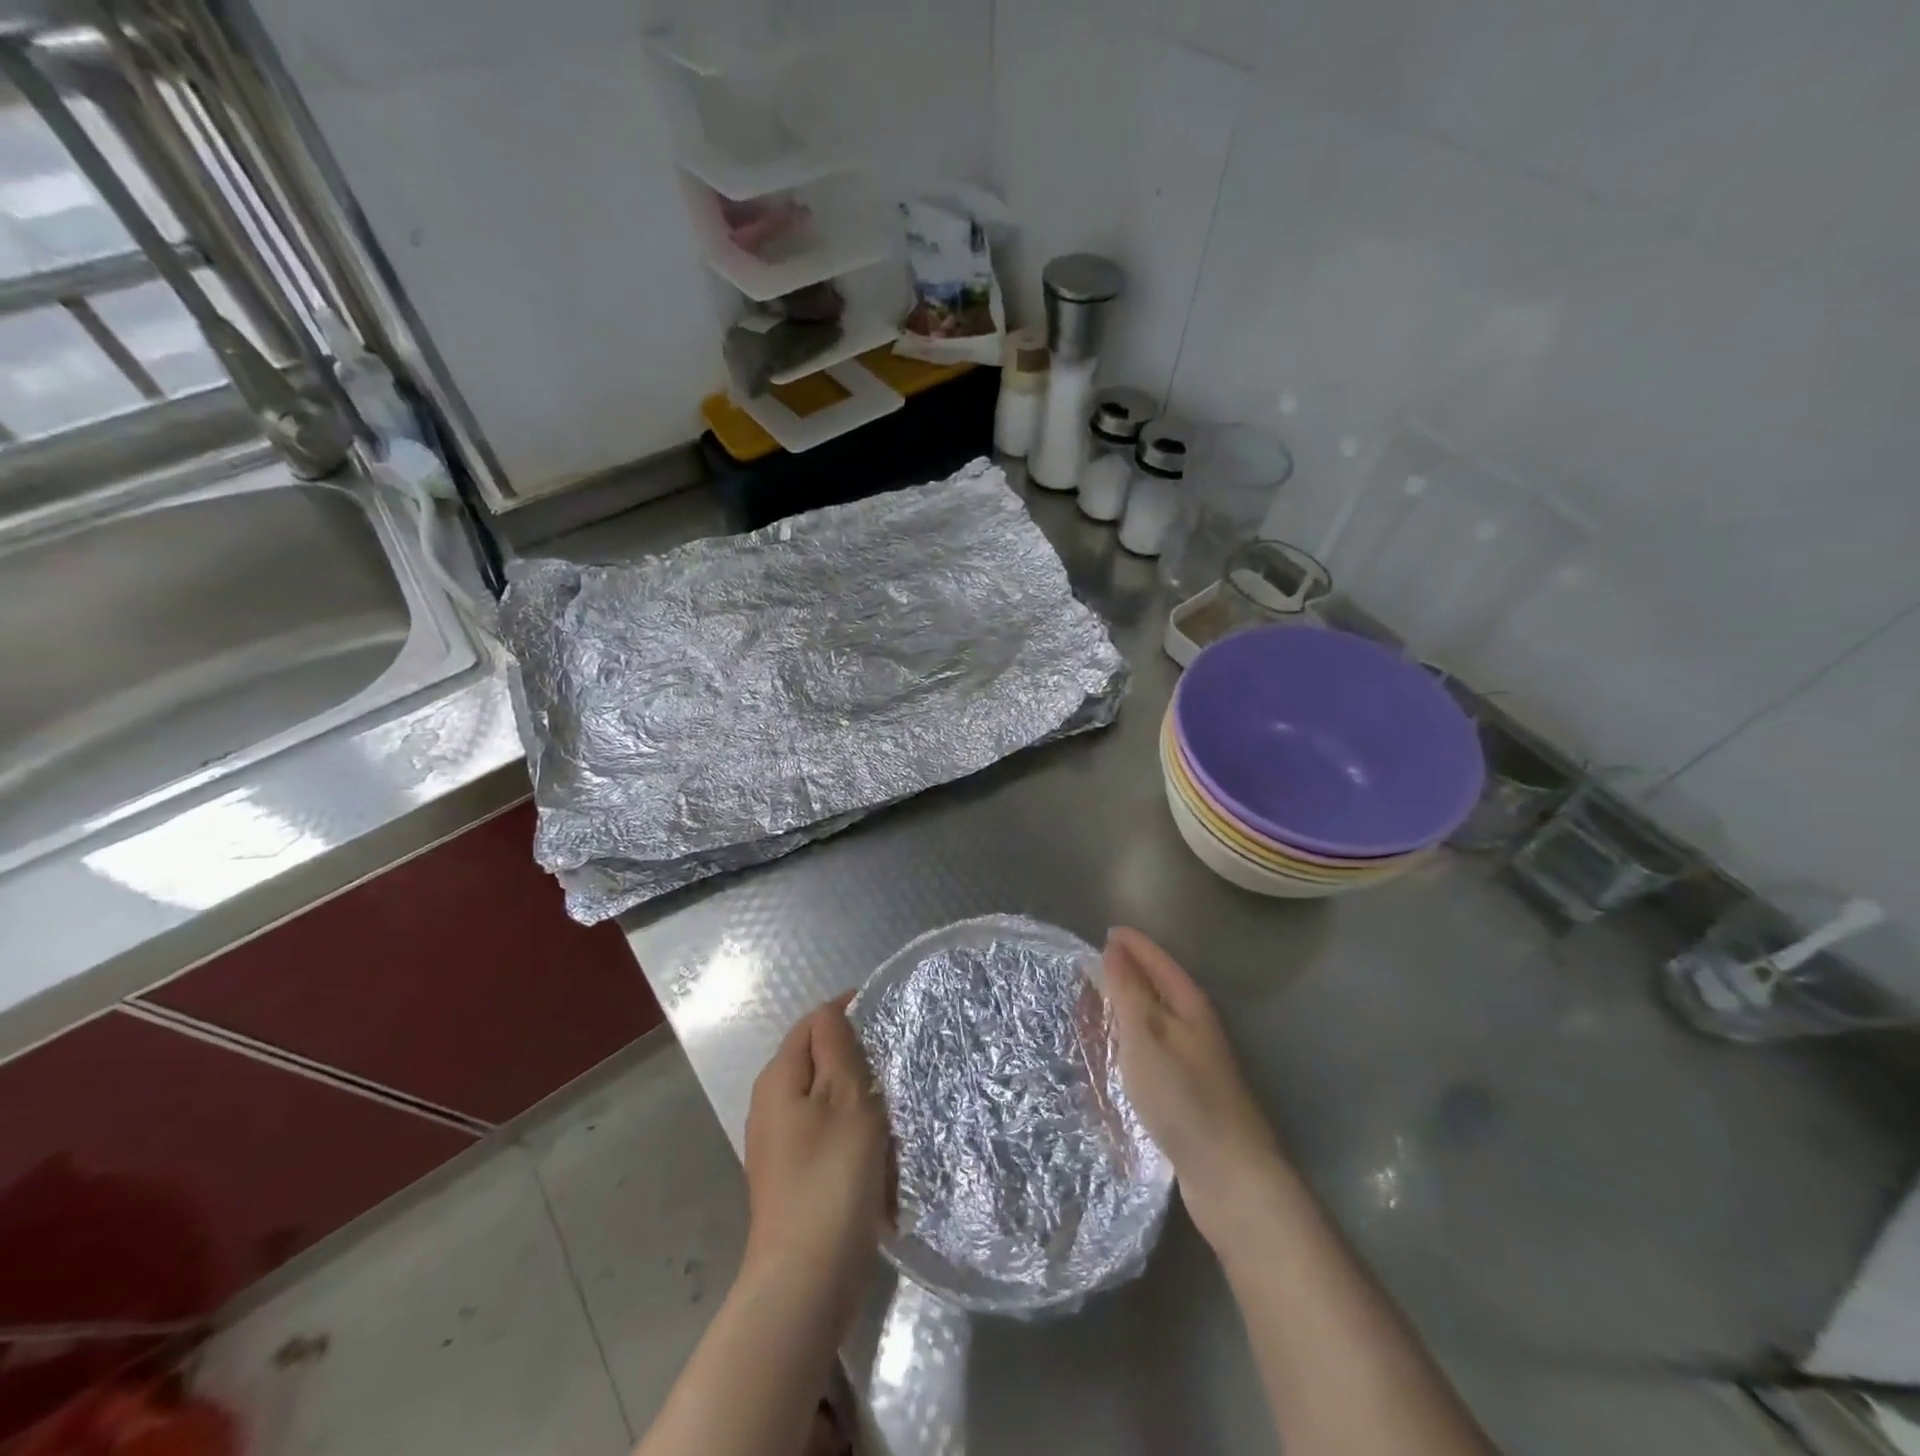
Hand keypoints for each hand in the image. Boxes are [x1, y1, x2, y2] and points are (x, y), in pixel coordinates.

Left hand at [741, 997, 891, 1313]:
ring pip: (826, 1101)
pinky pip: (827, 1136)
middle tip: (897, 1064)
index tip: (889, 1019)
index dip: (848, 1012)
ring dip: (858, 1099)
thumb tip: (832, 1011)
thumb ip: (837, 1048)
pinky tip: (879, 1151)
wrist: (806, 1280)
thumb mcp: (844, 1099)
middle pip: (817, 1061)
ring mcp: (779, 1146)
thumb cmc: (830, 1178)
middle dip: (856, 1057)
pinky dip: (853, 1134)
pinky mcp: (793, 1178)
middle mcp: (770, 1106)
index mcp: (778, 1079)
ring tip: (894, 1106)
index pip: (813, 1022)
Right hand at [1102, 927, 1288, 1251]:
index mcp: (1190, 1006)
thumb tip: (1116, 947)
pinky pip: (1151, 1052)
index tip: (1107, 931)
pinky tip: (1115, 1056)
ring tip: (1094, 1007)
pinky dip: (1130, 1043)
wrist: (1229, 1175)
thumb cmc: (1183, 1096)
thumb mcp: (1146, 1035)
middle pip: (1158, 989)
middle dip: (1127, 975)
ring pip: (1153, 1022)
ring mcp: (1194, 1063)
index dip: (1134, 945)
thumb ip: (1129, 990)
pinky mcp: (1188, 1094)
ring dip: (1126, 1010)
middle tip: (1090, 969)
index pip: (1159, 961)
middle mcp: (1195, 1028)